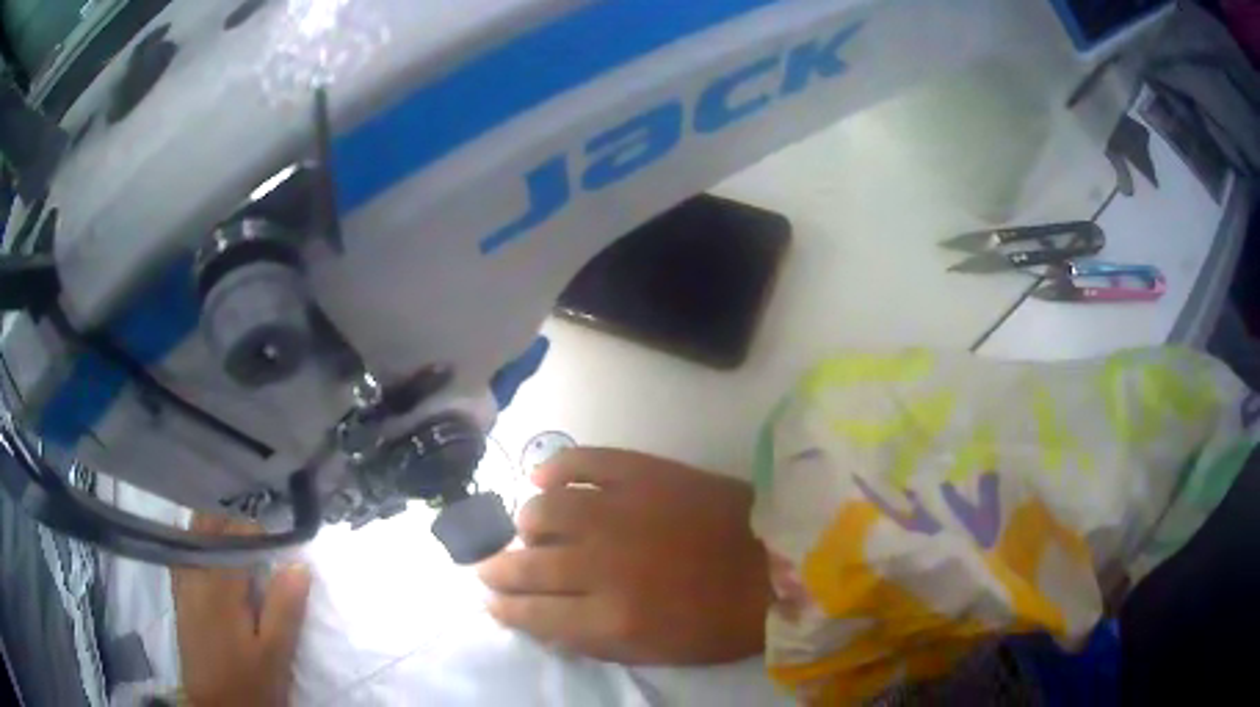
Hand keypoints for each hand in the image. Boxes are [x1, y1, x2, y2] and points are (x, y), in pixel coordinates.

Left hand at [173, 515, 311, 706]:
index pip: (237, 531)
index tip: (279, 552)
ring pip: (194, 534)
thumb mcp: (276, 654)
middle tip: (260, 548)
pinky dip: (201, 546)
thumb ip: (285, 608)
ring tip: (240, 551)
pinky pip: (185, 553)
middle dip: (234, 523)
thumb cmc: (249, 683)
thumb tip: (299, 564)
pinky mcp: (179, 596)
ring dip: (216, 532)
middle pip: (208, 523)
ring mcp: (183, 582)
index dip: (261, 534)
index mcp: (220, 584)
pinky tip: (214, 563)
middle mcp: (195, 572)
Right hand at [478, 448, 771, 664]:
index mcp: (611, 617)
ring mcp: (621, 511)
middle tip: (489, 568)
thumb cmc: (721, 620)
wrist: (778, 562)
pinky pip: (582, 462)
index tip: (490, 602)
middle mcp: (603, 563)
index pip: (532, 613)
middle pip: (527, 565)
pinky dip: (556, 468)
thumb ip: (593, 640)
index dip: (504, 608)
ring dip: (527, 524)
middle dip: (498, 570)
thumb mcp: (656, 652)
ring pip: (544, 511)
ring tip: (530, 530)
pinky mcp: (644, 473)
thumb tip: (543, 622)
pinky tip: (544, 477)